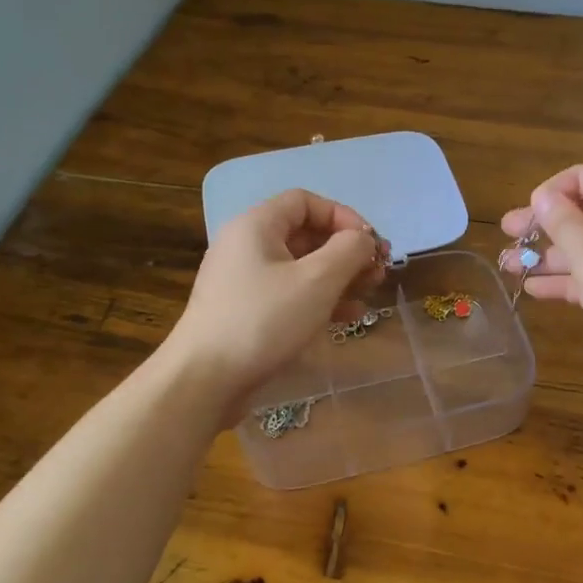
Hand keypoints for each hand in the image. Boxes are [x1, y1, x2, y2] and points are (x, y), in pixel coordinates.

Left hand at [165, 189, 383, 411]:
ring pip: (302, 267)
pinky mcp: (247, 312)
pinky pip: (291, 294)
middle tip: (378, 272)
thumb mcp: (317, 280)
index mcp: (256, 226)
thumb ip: (349, 251)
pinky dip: (321, 299)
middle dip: (346, 251)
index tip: (371, 244)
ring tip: (369, 294)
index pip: (306, 201)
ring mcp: (245, 281)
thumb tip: (364, 240)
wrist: (204, 381)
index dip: (343, 217)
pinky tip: (348, 317)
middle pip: (306, 234)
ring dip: (339, 276)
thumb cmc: (263, 321)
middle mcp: (247, 246)